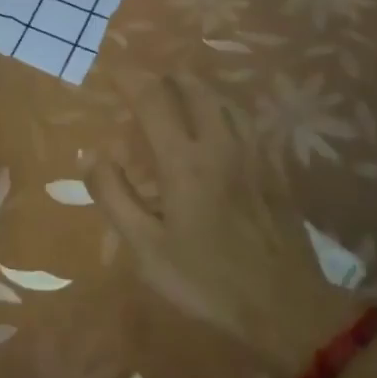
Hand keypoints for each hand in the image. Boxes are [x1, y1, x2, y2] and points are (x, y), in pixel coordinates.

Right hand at [88, 71, 360, 374]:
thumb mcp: (147, 249)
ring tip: (179, 90)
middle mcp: (219, 144)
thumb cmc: (207, 280)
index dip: (130, 78)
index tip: (113, 70)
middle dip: (165, 76)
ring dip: (197, 87)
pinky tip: (221, 122)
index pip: (153, 99)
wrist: (286, 307)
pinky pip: (246, 121)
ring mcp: (252, 154)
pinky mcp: (274, 169)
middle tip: (146, 80)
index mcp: (184, 160)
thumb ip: (115, 196)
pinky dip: (224, 108)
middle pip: (193, 88)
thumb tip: (90, 154)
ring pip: (224, 100)